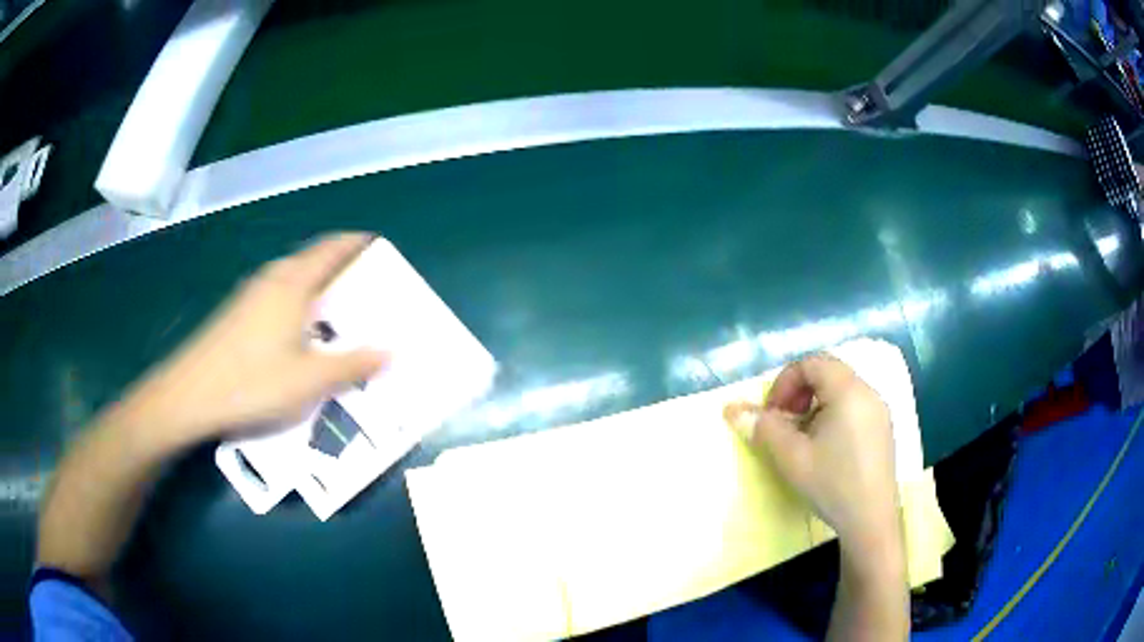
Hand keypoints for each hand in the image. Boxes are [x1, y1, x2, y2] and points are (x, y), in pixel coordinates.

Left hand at [114, 233, 386, 449]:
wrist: (190, 394)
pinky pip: (275, 294)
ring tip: (335, 308)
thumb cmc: (254, 382)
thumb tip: (391, 351)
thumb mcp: (310, 380)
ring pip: (290, 278)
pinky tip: (296, 332)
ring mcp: (249, 295)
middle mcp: (271, 279)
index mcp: (293, 284)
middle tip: (362, 283)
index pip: (330, 249)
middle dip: (338, 264)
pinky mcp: (235, 314)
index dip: (354, 243)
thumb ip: (352, 365)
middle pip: (310, 259)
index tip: (375, 243)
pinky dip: (295, 300)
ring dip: (315, 284)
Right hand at [724, 354, 901, 558]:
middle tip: (784, 424)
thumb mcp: (791, 457)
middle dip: (799, 393)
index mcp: (849, 391)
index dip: (785, 382)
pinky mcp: (883, 429)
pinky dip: (832, 415)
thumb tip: (732, 408)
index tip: (772, 414)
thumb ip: (763, 428)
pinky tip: (825, 449)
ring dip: (814, 405)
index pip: (812, 363)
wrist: (870, 520)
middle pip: (828, 373)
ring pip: (841, 391)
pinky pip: (854, 406)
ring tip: (802, 439)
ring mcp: (879, 411)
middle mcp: (868, 392)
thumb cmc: (831, 484)